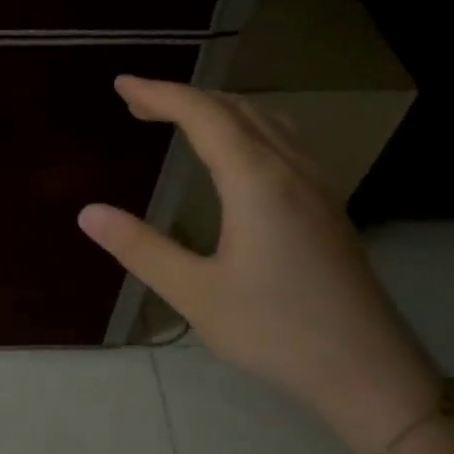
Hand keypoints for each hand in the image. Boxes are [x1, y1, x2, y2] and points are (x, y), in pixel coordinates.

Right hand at [77, 77, 440, 453]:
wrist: (365, 369)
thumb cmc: (274, 331)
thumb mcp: (194, 293)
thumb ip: (140, 248)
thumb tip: (88, 212)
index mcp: (257, 182)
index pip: (204, 116)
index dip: (160, 94)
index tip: (121, 83)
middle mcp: (291, 170)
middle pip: (237, 109)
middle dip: (185, 98)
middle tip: (138, 105)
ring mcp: (317, 186)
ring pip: (267, 122)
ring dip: (219, 111)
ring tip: (181, 120)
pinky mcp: (327, 207)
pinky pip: (283, 143)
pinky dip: (246, 129)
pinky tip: (236, 156)